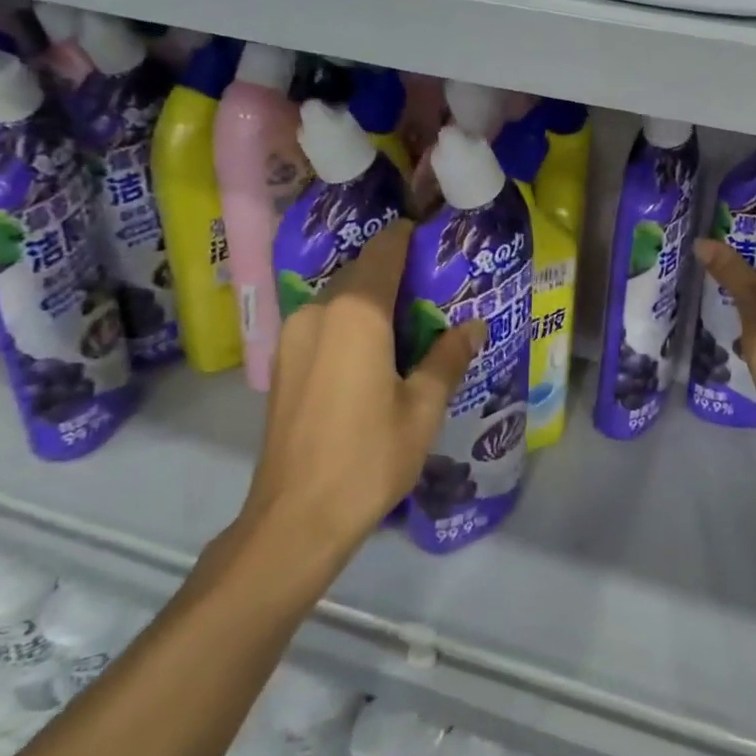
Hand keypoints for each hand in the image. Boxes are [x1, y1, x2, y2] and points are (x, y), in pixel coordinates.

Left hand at [234, 220, 483, 593]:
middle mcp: (317, 312)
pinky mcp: (283, 363)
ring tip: (412, 323)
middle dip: (398, 272)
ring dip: (374, 300)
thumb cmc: (369, 456)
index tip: (440, 243)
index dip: (412, 238)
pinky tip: (377, 352)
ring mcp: (292, 337)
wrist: (297, 517)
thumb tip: (473, 327)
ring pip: (340, 298)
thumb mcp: (423, 407)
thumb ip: (448, 357)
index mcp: (355, 313)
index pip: (385, 250)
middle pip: (361, 271)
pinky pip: (324, 323)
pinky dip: (352, 323)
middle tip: (437, 291)